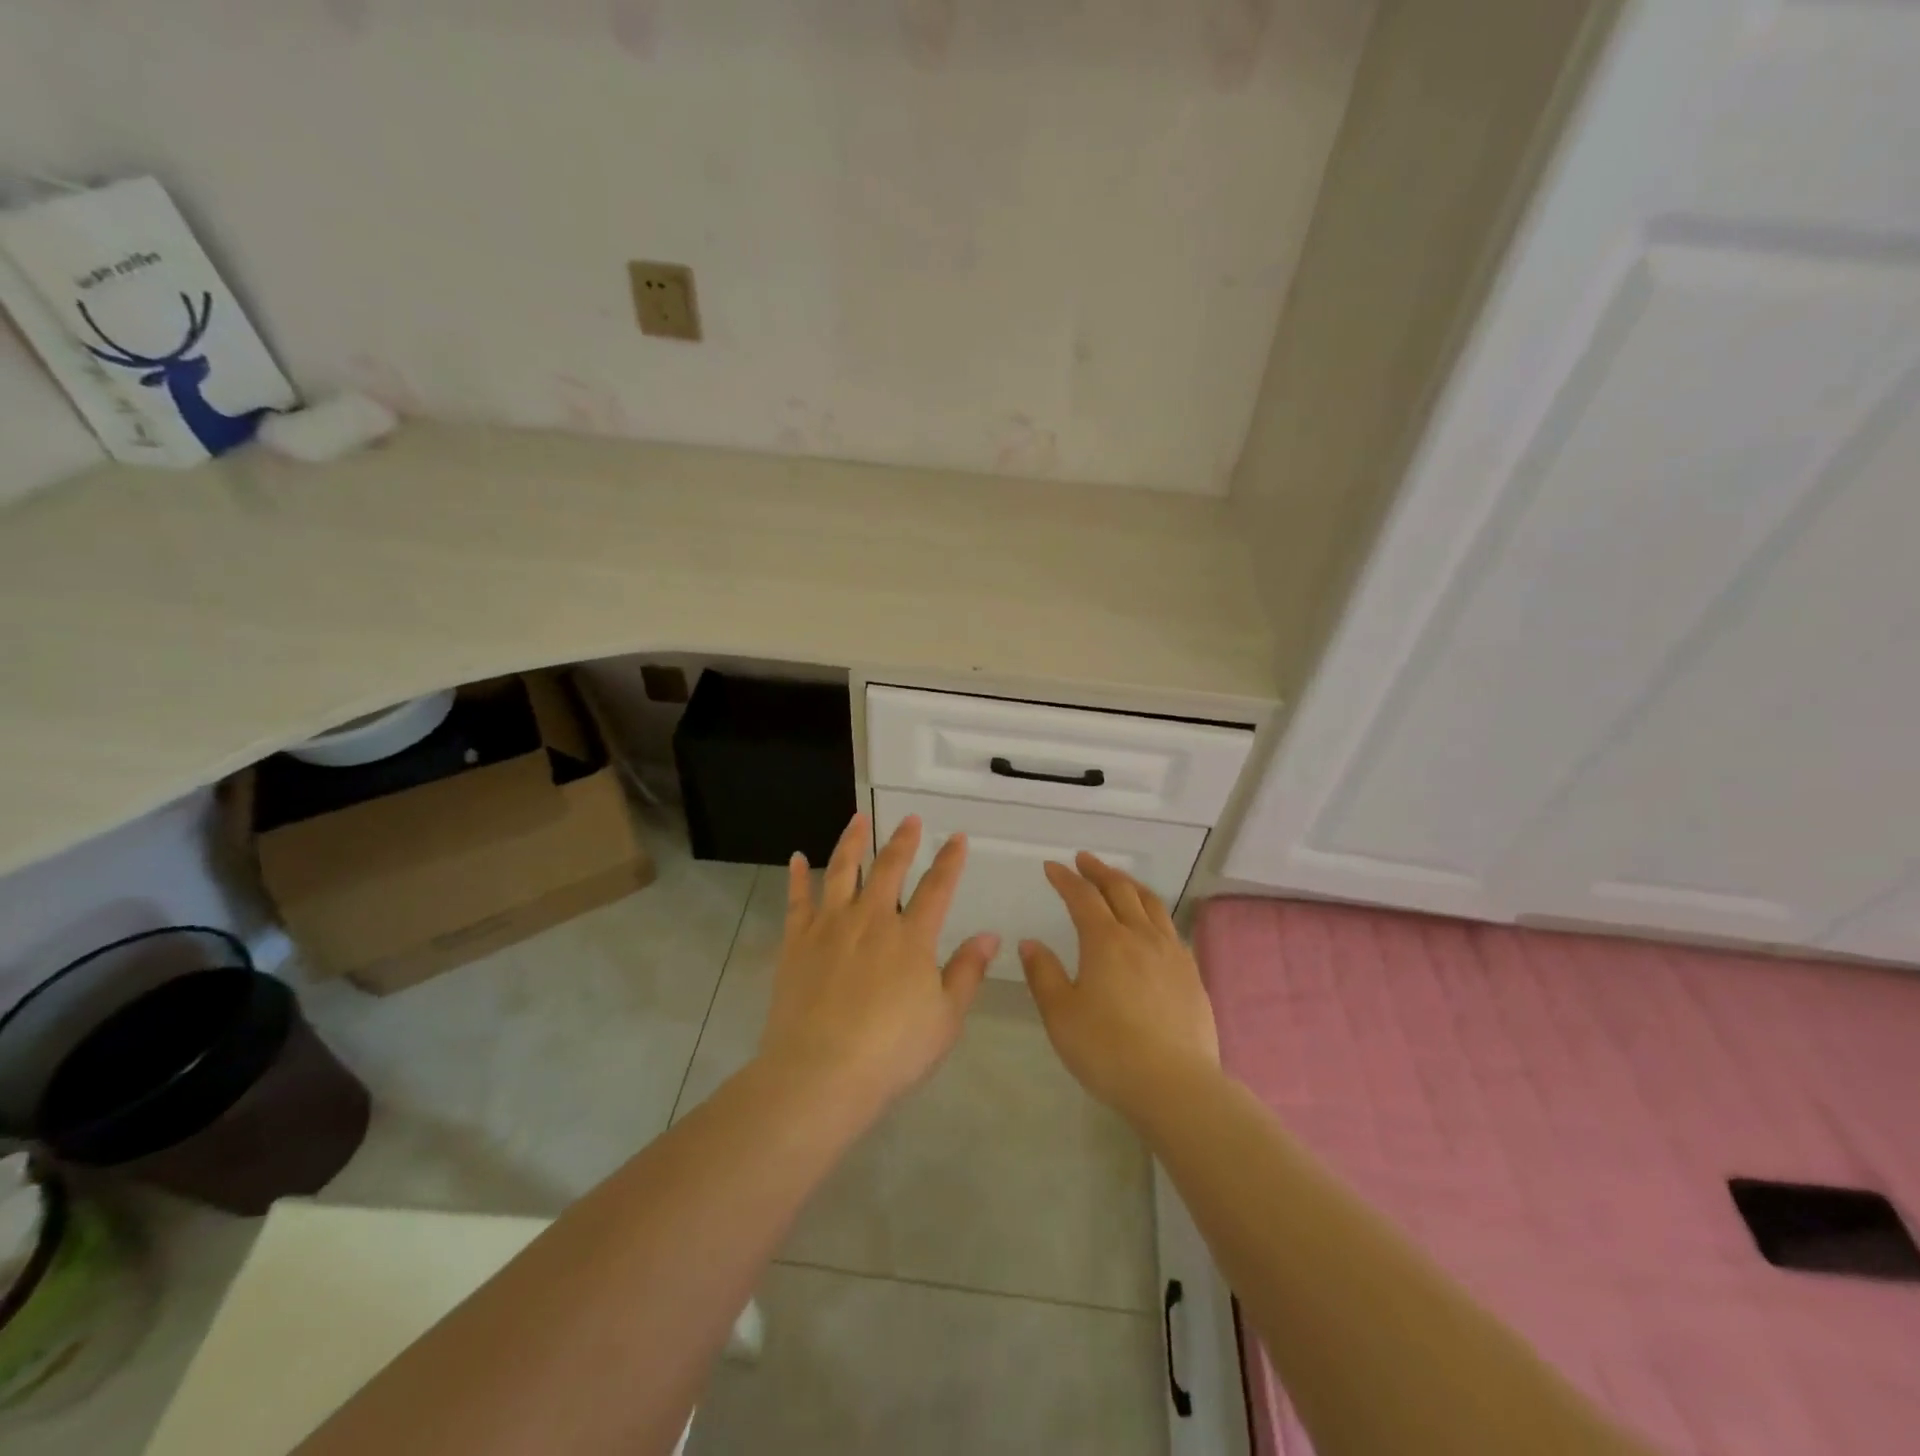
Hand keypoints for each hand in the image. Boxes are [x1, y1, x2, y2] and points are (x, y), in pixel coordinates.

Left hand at [758, 812, 997, 1112]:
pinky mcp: (796, 941)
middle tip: (910, 819)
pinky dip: (797, 876)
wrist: (820, 1073)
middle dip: (903, 841)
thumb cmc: (892, 1051)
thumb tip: (990, 935)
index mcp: (912, 937)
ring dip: (852, 841)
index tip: (957, 838)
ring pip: (842, 871)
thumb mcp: (945, 1019)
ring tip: (858, 819)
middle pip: (889, 868)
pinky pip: (797, 899)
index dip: (950, 861)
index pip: (937, 888)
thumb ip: (967, 972)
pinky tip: (797, 857)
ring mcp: (830, 926)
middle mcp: (872, 919)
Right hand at [1020, 853, 1219, 1121]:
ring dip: (1130, 885)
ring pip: (1151, 904)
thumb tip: (1030, 943)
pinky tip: (1151, 925)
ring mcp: (1171, 953)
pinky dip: (1153, 913)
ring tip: (1119, 880)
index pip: (1082, 897)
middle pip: (1120, 890)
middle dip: (1099, 871)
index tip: (1052, 867)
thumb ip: (1043, 974)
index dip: (1066, 879)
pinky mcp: (1191, 974)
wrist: (1174, 1084)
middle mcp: (1140, 936)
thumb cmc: (1107, 1049)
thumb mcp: (1061, 1015)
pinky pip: (1170, 928)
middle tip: (1085, 860)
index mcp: (1105, 941)